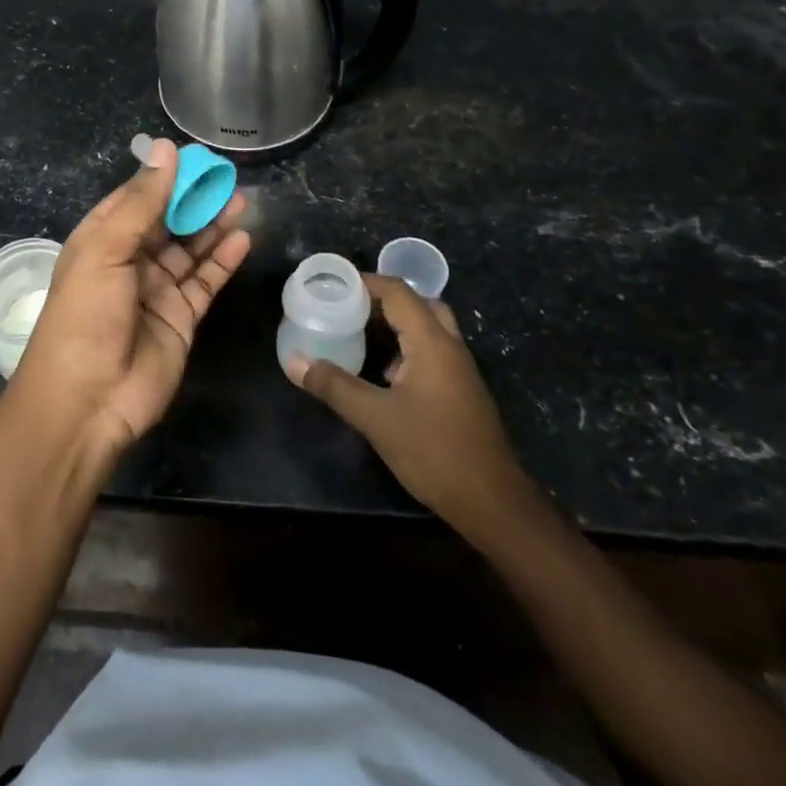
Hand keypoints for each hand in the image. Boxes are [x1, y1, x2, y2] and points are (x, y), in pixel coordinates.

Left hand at [11, 137, 249, 459]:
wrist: (88, 400)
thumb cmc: (86, 315)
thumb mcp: (106, 250)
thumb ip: (141, 202)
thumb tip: (165, 149)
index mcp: (100, 240)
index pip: (135, 198)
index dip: (164, 177)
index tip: (195, 156)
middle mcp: (128, 261)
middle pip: (166, 221)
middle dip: (194, 199)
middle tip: (228, 177)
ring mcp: (156, 290)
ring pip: (189, 249)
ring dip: (213, 225)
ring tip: (242, 200)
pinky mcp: (181, 317)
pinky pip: (205, 281)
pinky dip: (223, 260)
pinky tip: (242, 238)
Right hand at [286, 274, 534, 541]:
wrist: (492, 502)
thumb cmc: (434, 452)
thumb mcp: (375, 418)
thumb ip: (334, 385)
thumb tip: (293, 360)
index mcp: (432, 343)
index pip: (398, 292)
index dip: (365, 282)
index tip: (332, 286)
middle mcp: (450, 347)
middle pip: (417, 304)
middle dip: (380, 300)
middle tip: (346, 308)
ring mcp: (458, 369)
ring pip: (426, 328)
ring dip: (393, 324)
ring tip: (355, 333)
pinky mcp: (459, 390)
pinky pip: (430, 351)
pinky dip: (404, 347)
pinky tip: (379, 371)